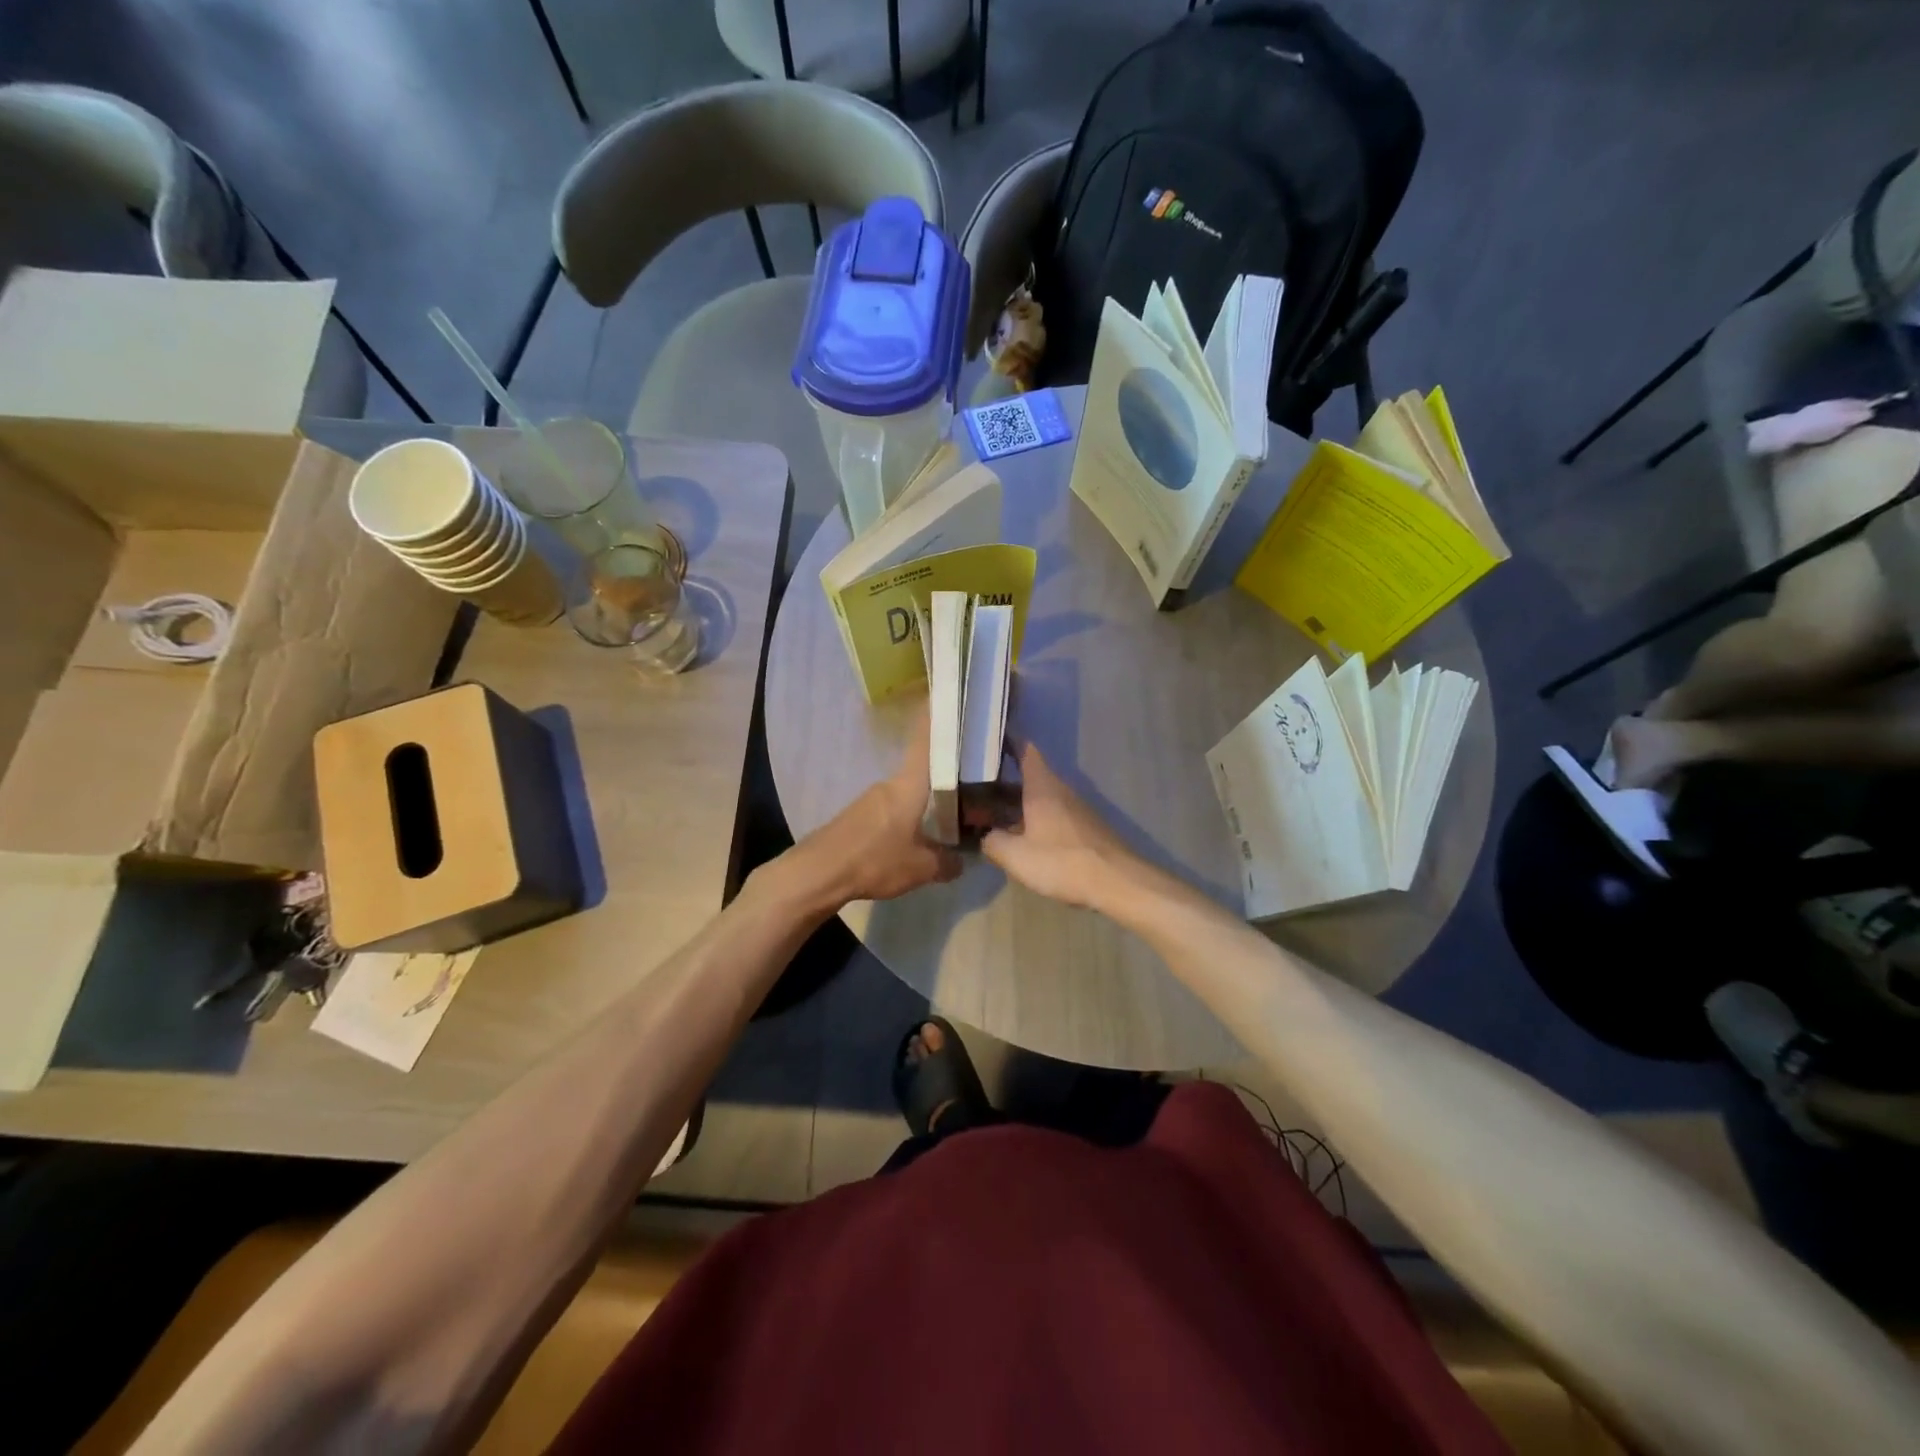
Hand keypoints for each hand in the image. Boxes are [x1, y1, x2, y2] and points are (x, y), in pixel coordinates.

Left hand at [800, 709, 962, 904]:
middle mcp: (890, 783)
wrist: (817, 874)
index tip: (952, 697)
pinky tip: (921, 834)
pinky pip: (893, 808)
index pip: (925, 739)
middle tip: (976, 781)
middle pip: (923, 769)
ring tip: (954, 814)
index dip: (938, 716)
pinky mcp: (859, 817)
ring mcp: (871, 799)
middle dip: (947, 773)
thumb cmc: (874, 860)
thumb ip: (947, 862)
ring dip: (929, 799)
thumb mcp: (921, 868)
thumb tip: (961, 861)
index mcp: (908, 784)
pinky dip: (911, 816)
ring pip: (909, 792)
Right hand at [982, 743, 1140, 909]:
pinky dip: (1038, 819)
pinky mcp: (1087, 828)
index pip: (1026, 751)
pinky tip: (1027, 838)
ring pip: (1045, 797)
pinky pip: (1056, 814)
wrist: (1117, 882)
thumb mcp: (1016, 856)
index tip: (992, 739)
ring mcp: (1078, 809)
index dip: (1010, 741)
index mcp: (1042, 787)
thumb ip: (993, 842)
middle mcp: (1062, 790)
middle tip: (981, 787)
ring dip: (1023, 802)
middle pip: (1033, 776)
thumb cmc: (1062, 861)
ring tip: (998, 814)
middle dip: (1008, 780)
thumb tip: (986, 835)